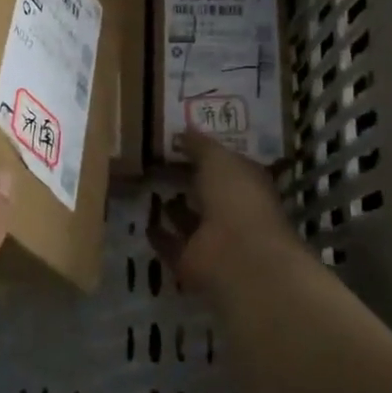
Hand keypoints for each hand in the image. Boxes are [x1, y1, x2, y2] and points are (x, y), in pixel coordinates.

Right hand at [148, 131, 295, 290]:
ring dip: (174, 208)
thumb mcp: (218, 159)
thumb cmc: (236, 197)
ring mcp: (214, 239)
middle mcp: (233, 211)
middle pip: (208, 192)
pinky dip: (160, 235)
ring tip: (148, 188)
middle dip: (189, 180)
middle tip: (158, 162)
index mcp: (248, 184)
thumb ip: (200, 145)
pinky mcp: (192, 262)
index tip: (180, 140)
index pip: (227, 165)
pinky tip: (144, 220)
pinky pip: (172, 245)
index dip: (207, 153)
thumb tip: (184, 130)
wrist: (237, 255)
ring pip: (190, 220)